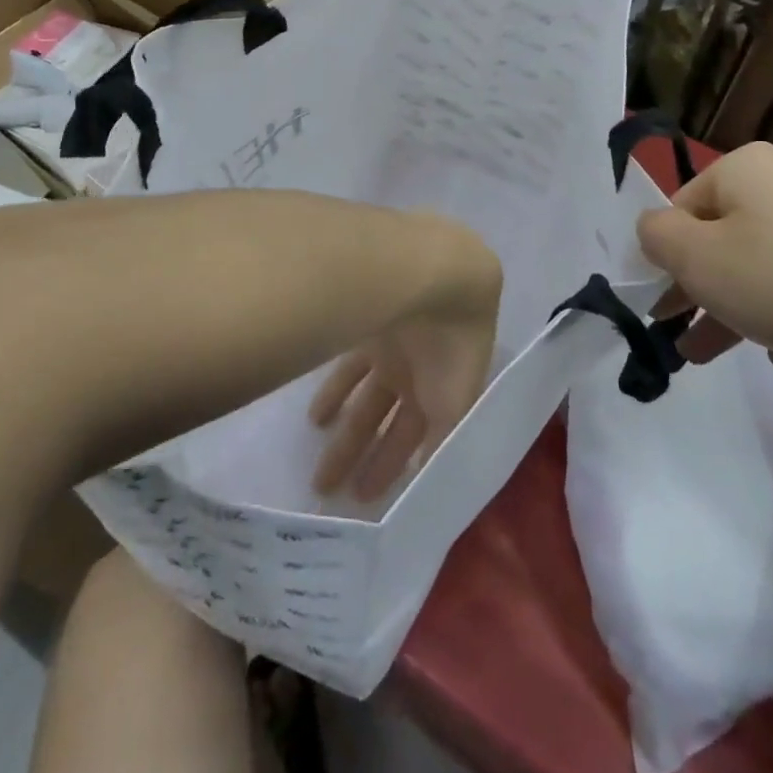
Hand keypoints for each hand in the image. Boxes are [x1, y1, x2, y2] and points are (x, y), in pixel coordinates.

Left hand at [308, 221, 500, 500]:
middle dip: (361, 454)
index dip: (393, 467)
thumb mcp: (454, 405)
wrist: (435, 273)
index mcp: (446, 390)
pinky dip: (335, 391)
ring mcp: (392, 345)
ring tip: (319, 458)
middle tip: (328, 490)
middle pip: (386, 419)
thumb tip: (424, 484)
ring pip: (365, 396)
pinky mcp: (367, 323)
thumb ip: (439, 444)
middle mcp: (419, 369)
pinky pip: (349, 366)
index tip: (366, 499)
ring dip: (345, 429)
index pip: (417, 437)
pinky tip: (317, 415)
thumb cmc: (450, 345)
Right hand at [636, 142, 772, 380]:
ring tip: (744, 352)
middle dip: (706, 290)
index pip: (682, 209)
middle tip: (691, 342)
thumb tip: (655, 228)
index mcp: (746, 167)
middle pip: (730, 234)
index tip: (665, 312)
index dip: (666, 261)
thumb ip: (657, 238)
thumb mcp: (700, 262)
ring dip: (749, 304)